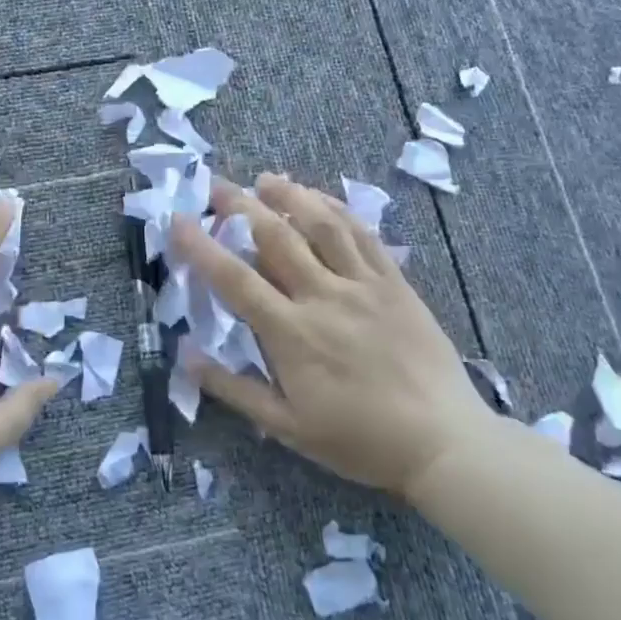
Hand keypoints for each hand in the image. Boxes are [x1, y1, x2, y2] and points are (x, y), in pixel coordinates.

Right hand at [168, 172, 497, 504]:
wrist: (443, 441)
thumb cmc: (359, 440)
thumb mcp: (287, 428)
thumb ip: (234, 389)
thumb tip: (185, 355)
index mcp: (291, 334)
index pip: (235, 279)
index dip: (201, 246)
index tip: (177, 220)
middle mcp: (323, 297)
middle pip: (276, 237)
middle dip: (240, 206)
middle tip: (217, 186)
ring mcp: (362, 285)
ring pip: (321, 225)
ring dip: (290, 196)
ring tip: (266, 178)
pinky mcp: (394, 282)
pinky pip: (363, 235)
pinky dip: (337, 210)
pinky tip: (320, 198)